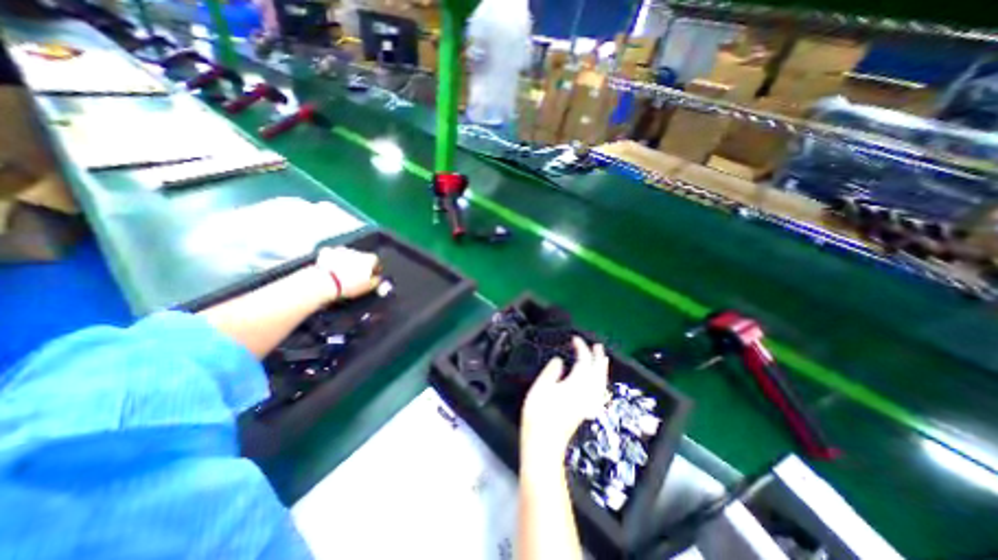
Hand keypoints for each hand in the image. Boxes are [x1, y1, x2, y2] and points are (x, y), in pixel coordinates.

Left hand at [315, 247, 382, 300]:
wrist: (325, 283)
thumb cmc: (349, 286)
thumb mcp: (369, 287)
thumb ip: (377, 281)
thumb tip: (379, 278)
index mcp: (369, 259)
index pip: (376, 261)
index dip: (373, 269)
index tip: (370, 276)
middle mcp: (357, 251)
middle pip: (361, 257)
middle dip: (359, 264)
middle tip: (355, 277)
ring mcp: (342, 250)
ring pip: (347, 255)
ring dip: (346, 261)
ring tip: (342, 274)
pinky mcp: (327, 251)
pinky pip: (332, 254)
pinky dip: (332, 260)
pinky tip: (331, 269)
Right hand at [524, 338, 608, 463]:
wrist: (544, 443)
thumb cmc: (539, 413)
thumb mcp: (541, 387)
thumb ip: (552, 370)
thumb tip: (560, 360)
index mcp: (576, 384)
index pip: (583, 361)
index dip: (581, 348)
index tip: (574, 339)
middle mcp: (587, 392)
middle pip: (598, 371)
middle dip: (598, 357)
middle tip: (597, 346)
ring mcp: (588, 403)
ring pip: (601, 382)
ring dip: (602, 369)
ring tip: (602, 359)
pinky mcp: (586, 410)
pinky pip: (599, 392)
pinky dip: (601, 383)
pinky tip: (599, 383)